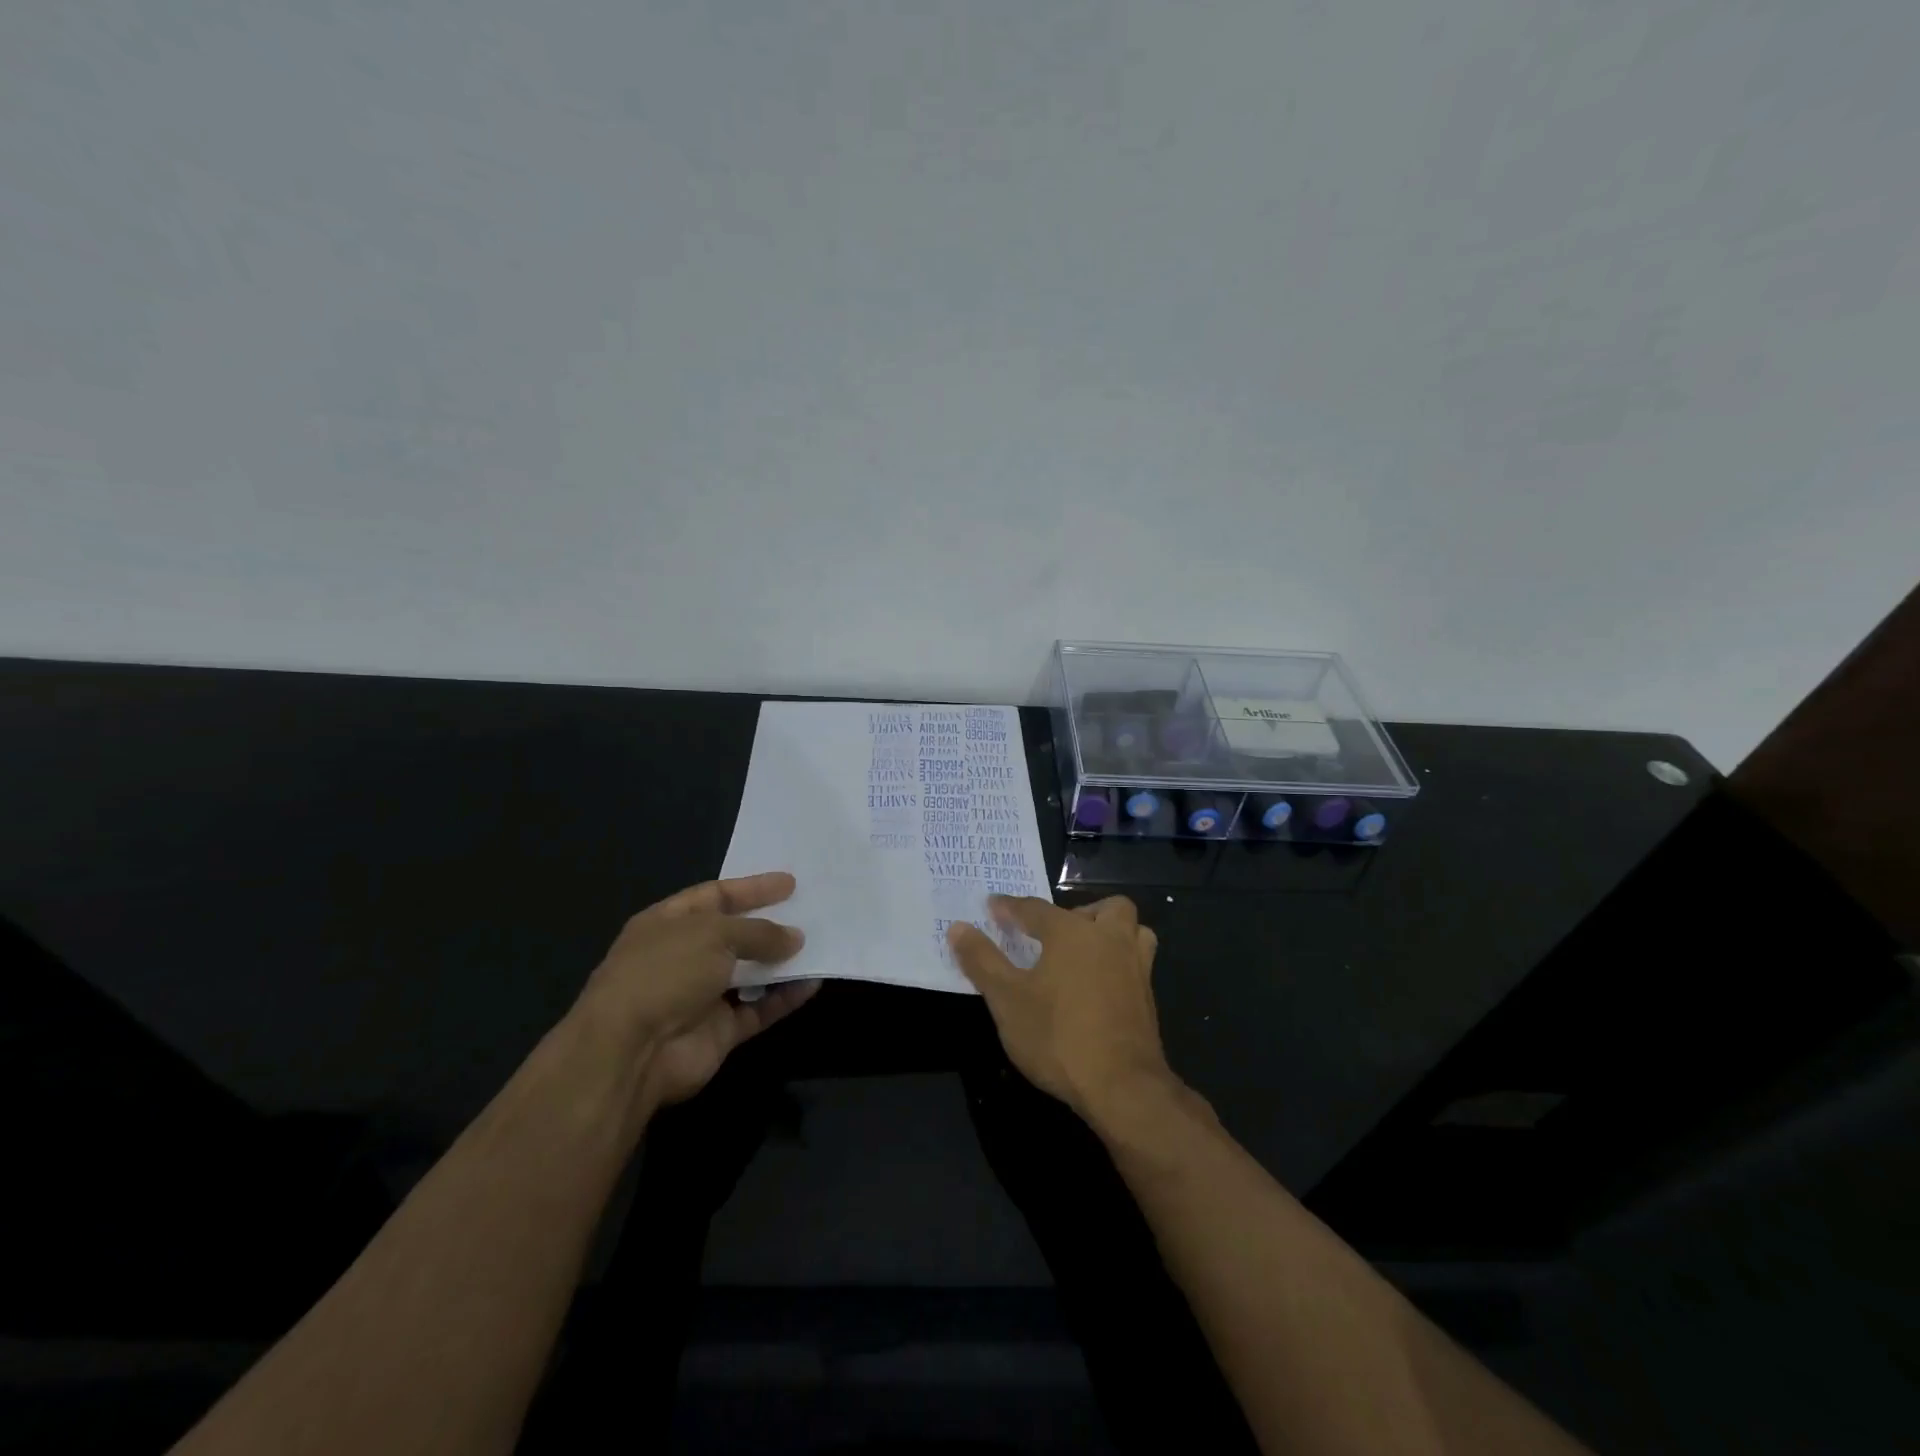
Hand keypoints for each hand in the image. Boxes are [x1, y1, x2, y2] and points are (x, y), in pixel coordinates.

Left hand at [574, 872, 819, 1112]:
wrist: (632, 1052)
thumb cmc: (665, 973)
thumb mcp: (714, 934)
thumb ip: (758, 932)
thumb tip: (795, 938)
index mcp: (667, 923)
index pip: (715, 896)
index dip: (752, 888)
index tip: (790, 883)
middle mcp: (683, 957)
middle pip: (734, 935)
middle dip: (770, 924)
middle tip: (810, 912)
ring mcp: (701, 996)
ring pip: (750, 973)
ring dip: (782, 962)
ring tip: (819, 944)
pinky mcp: (719, 1031)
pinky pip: (759, 1009)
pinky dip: (784, 997)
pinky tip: (813, 983)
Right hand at [947, 895, 1178, 1127]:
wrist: (1121, 1086)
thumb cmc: (1058, 1036)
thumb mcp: (1006, 999)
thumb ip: (982, 960)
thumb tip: (958, 927)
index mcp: (1071, 932)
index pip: (1035, 908)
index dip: (1010, 907)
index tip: (993, 907)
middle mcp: (1108, 939)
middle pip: (1102, 909)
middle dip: (1077, 913)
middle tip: (1052, 934)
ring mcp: (1135, 967)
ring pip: (1132, 931)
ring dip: (1110, 932)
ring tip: (1084, 952)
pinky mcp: (1148, 998)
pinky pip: (1137, 962)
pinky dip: (1119, 962)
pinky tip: (1099, 986)